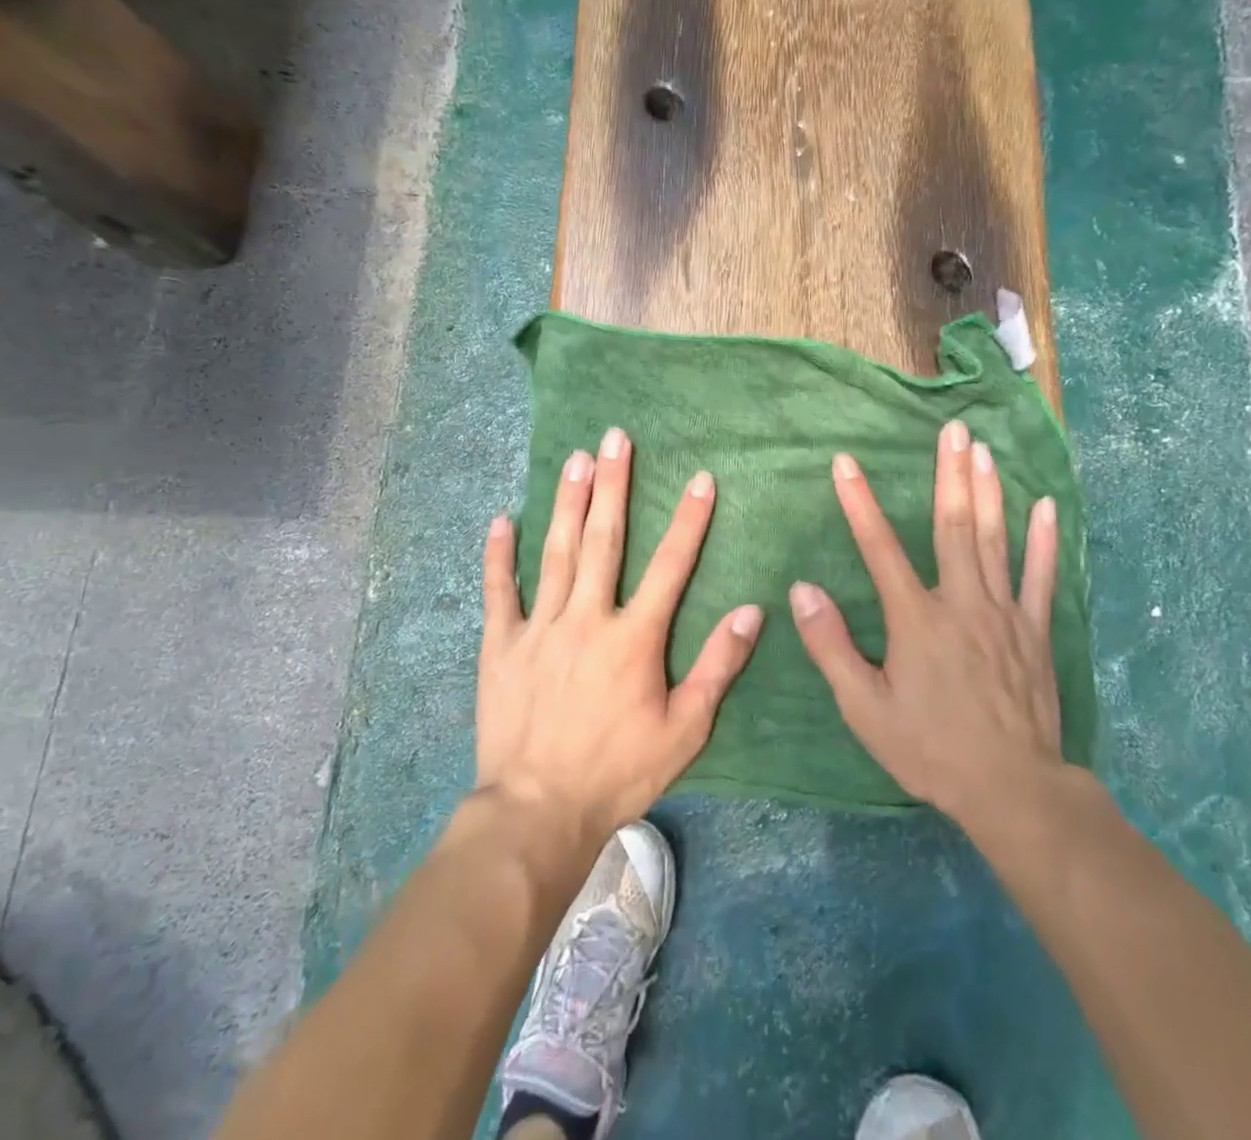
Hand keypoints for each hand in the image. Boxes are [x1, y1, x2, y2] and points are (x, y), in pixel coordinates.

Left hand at [476, 427, 763, 841]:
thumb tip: (752, 612)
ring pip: (556, 552)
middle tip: (616, 438)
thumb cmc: (618, 771)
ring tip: (576, 458)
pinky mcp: (500, 646)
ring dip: (568, 502)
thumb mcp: (685, 729)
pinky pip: (499, 592)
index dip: (688, 520)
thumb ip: (718, 666)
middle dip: (613, 485)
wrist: (537, 813)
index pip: (670, 565)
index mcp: (634, 637)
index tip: (700, 478)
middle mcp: (587, 618)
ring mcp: (539, 628)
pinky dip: (499, 555)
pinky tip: (502, 519)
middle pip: (604, 540)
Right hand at [789, 419, 1067, 844]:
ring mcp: (1004, 613)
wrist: (1011, 788)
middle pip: (953, 526)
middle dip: (949, 473)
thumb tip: (803, 590)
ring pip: (995, 540)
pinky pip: (1042, 577)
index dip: (859, 503)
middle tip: (953, 428)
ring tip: (984, 449)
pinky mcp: (1035, 631)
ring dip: (989, 491)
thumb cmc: (929, 748)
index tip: (845, 462)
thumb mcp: (865, 708)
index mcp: (916, 619)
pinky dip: (1043, 540)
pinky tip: (1045, 506)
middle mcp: (961, 602)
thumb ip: (832, 646)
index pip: (879, 548)